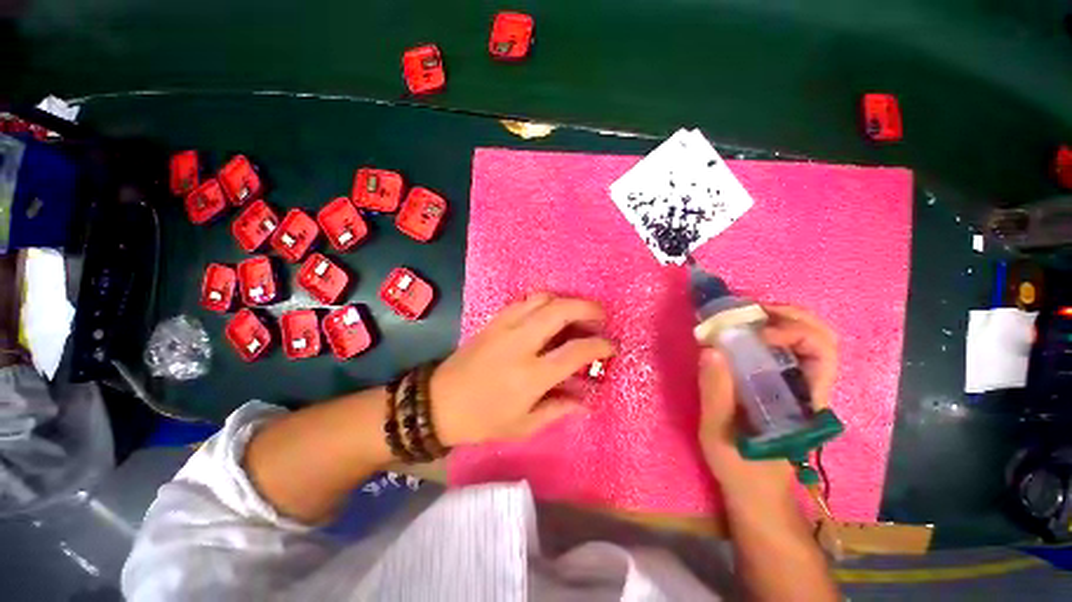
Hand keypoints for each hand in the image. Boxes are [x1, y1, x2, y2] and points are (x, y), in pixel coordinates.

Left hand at [430, 293, 614, 445]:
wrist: (438, 402)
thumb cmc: (482, 420)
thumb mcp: (524, 425)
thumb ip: (559, 409)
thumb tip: (587, 400)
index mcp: (531, 375)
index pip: (575, 352)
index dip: (599, 346)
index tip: (610, 346)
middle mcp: (521, 343)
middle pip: (561, 310)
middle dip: (587, 308)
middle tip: (600, 316)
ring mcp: (505, 327)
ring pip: (542, 298)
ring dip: (565, 301)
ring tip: (575, 314)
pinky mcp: (494, 320)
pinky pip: (524, 300)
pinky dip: (543, 302)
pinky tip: (548, 313)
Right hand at [698, 304, 837, 479]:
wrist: (756, 490)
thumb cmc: (739, 465)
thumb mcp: (718, 432)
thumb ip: (715, 393)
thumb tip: (710, 349)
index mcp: (802, 401)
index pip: (822, 353)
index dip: (794, 331)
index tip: (757, 332)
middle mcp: (809, 388)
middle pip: (823, 337)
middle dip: (790, 315)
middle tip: (751, 312)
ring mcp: (799, 386)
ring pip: (811, 340)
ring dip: (782, 319)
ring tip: (747, 318)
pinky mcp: (785, 387)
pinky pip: (790, 350)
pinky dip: (772, 332)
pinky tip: (746, 334)